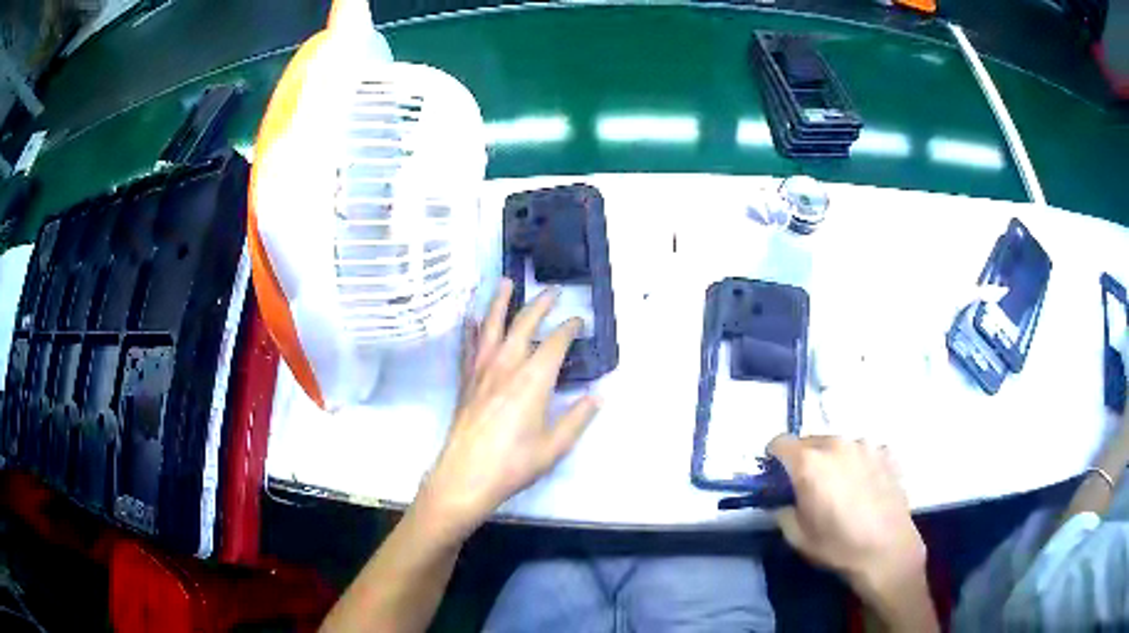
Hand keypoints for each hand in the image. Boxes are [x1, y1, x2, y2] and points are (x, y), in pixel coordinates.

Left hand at [418, 279, 598, 537]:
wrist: (466, 476)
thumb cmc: (513, 464)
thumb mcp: (555, 446)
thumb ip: (579, 418)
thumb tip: (601, 394)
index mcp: (533, 380)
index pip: (555, 343)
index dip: (569, 328)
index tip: (579, 320)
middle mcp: (507, 365)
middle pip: (524, 324)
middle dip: (540, 304)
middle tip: (552, 291)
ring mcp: (482, 370)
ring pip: (492, 326)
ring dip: (500, 302)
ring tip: (506, 282)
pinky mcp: (465, 380)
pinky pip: (469, 345)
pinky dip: (472, 327)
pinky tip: (472, 317)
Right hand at [767, 435, 926, 607]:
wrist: (887, 548)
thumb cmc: (838, 545)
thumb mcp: (797, 536)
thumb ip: (782, 510)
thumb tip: (780, 501)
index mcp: (810, 463)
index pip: (780, 442)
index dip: (773, 457)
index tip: (775, 474)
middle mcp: (837, 444)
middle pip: (810, 441)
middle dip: (804, 459)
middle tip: (808, 486)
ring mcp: (865, 445)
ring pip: (839, 445)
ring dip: (833, 460)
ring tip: (841, 487)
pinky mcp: (886, 453)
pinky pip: (863, 452)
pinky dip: (857, 464)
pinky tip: (864, 487)